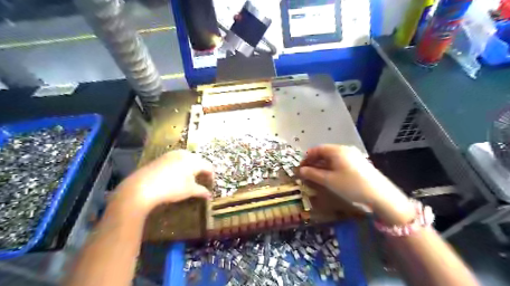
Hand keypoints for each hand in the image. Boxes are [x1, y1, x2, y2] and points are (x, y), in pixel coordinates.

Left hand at [113, 150, 212, 213]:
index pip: (208, 166)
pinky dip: (181, 166)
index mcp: (194, 160)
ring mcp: (172, 154)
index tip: (211, 184)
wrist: (142, 187)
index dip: (211, 176)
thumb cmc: (171, 188)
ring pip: (187, 159)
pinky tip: (176, 175)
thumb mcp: (189, 191)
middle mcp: (185, 154)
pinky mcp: (162, 157)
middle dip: (202, 170)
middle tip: (202, 180)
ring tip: (190, 178)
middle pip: (199, 161)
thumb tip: (210, 195)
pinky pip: (177, 159)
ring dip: (191, 167)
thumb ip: (202, 191)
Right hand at [300, 144, 413, 223]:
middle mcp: (345, 149)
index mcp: (337, 150)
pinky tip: (330, 177)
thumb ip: (313, 174)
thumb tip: (300, 170)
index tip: (301, 167)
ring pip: (332, 158)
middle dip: (314, 162)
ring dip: (322, 166)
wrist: (380, 195)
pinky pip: (340, 162)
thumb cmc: (351, 185)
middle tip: (307, 173)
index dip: (307, 157)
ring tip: (316, 177)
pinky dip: (331, 168)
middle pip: (325, 153)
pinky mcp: (359, 163)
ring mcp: (353, 156)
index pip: (317, 149)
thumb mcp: (329, 180)